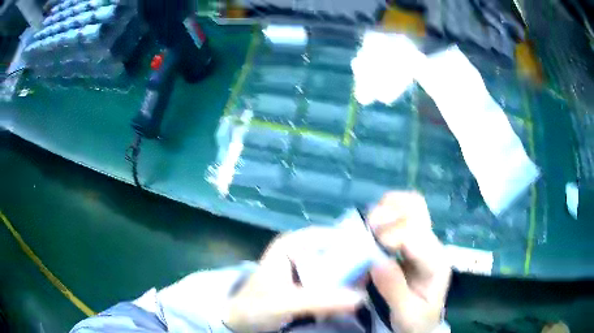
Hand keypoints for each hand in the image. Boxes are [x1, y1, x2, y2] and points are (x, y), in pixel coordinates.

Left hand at [224, 227, 365, 332]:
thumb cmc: (255, 306)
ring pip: (336, 266)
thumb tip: (361, 298)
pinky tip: (353, 295)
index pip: (329, 235)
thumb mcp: (286, 303)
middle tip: (373, 276)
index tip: (374, 255)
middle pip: (336, 251)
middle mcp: (301, 250)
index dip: (352, 243)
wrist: (240, 320)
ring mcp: (305, 266)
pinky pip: (332, 280)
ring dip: (351, 277)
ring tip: (366, 287)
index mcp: (291, 244)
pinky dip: (343, 287)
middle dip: (354, 263)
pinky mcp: (308, 282)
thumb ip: (320, 300)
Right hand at [368, 192, 451, 332]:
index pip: (415, 235)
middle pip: (417, 208)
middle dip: (388, 213)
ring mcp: (424, 239)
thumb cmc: (416, 320)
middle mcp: (432, 244)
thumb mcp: (406, 314)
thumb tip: (377, 262)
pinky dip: (386, 210)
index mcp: (435, 263)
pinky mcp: (413, 240)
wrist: (425, 321)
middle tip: (367, 229)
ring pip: (410, 203)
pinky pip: (402, 212)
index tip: (370, 250)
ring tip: (369, 225)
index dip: (390, 236)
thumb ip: (394, 290)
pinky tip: (374, 225)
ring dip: (387, 208)